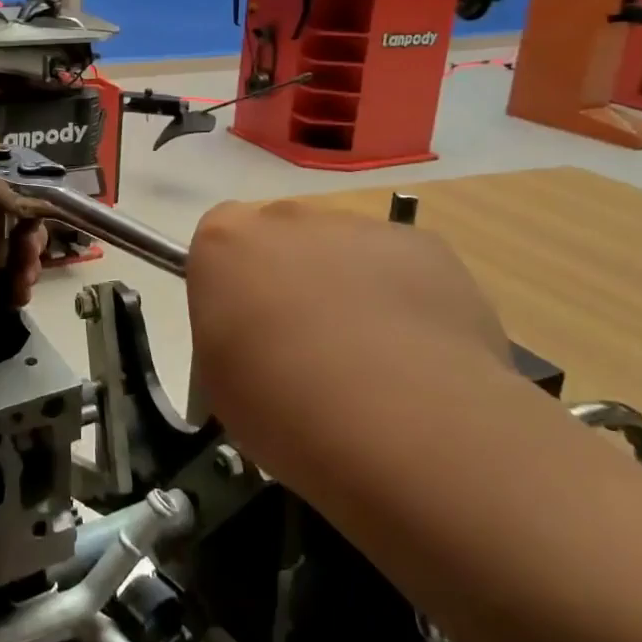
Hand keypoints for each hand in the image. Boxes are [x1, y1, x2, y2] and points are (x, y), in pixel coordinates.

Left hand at [0, 127, 47, 375]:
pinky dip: (17, 285)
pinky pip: (6, 280)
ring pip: (11, 250)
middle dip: (30, 232)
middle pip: (8, 217)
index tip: (33, 205)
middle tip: (30, 249)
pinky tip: (18, 295)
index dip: (20, 189)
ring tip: (25, 278)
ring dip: (28, 261)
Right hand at [187, 199, 506, 479]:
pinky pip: (403, 266)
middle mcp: (287, 218)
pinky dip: (406, 299)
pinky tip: (420, 354)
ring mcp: (359, 226)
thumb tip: (257, 334)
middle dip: (292, 276)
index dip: (235, 280)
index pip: (219, 238)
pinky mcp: (424, 246)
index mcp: (224, 241)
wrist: (402, 422)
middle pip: (283, 236)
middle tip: (308, 344)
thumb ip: (228, 329)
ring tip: (374, 359)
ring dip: (350, 286)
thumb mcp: (217, 375)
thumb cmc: (281, 404)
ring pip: (345, 250)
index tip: (247, 326)